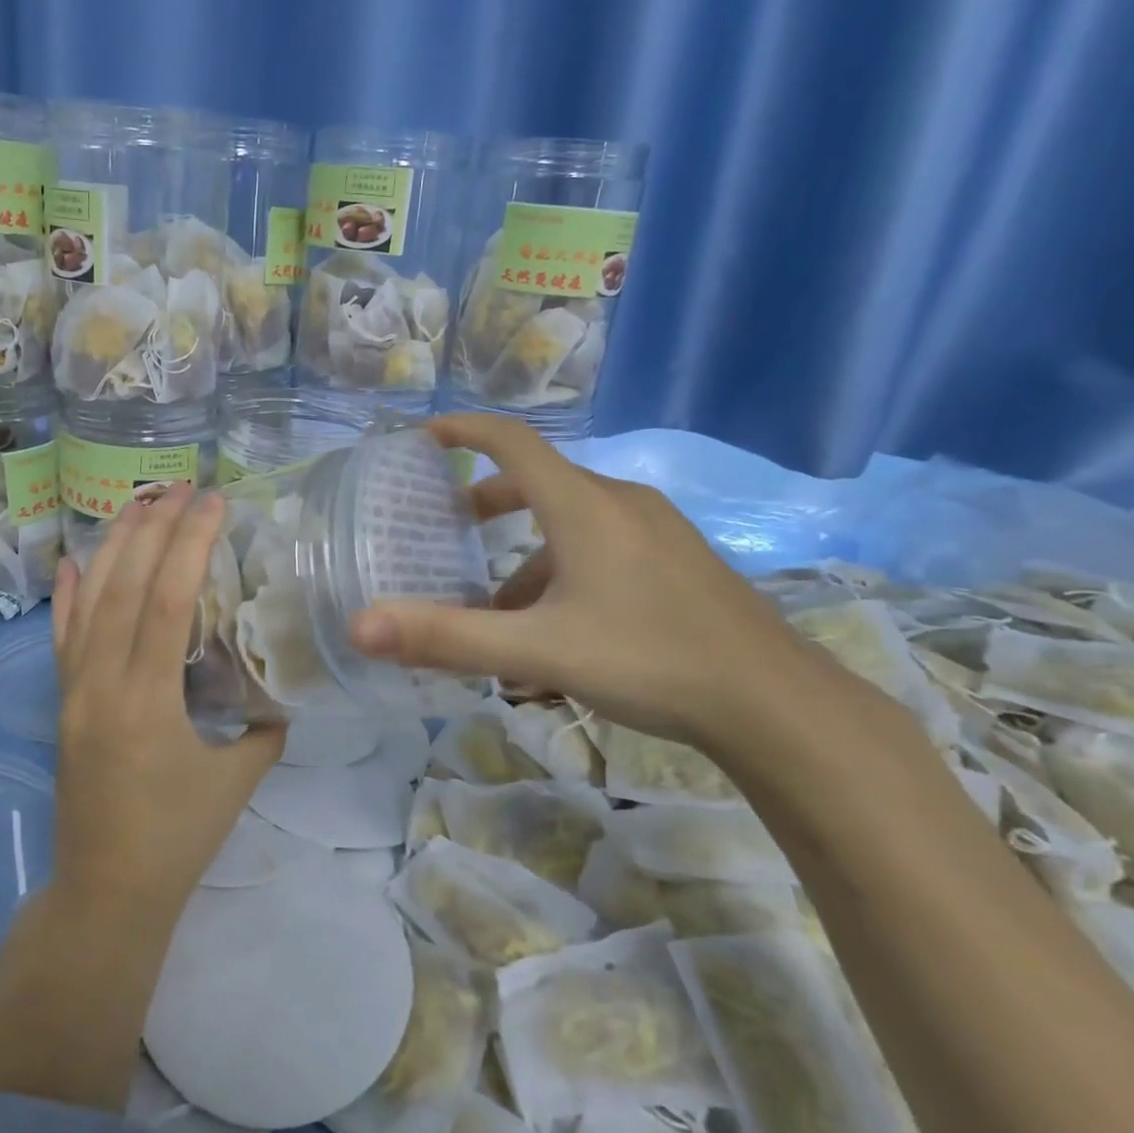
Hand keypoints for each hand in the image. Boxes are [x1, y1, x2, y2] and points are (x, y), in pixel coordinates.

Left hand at [51, 484, 284, 918]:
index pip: (165, 600)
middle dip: (153, 529)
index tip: (212, 503)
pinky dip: (68, 594)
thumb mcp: (236, 782)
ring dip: (114, 546)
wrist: (105, 893)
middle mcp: (101, 683)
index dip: (189, 545)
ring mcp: (73, 690)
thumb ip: (264, 730)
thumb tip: (280, 693)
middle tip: (180, 487)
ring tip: (139, 503)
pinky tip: (75, 559)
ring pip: (89, 601)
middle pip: (124, 585)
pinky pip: (61, 637)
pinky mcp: (62, 702)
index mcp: (146, 700)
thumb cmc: (176, 840)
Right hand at [348, 413, 835, 748]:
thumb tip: (360, 627)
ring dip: (524, 553)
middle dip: (486, 502)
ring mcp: (654, 530)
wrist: (773, 702)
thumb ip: (447, 638)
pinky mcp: (676, 560)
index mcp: (582, 506)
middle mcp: (618, 503)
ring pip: (570, 523)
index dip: (462, 430)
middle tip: (448, 529)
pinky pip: (601, 547)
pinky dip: (562, 571)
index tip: (422, 438)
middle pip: (538, 482)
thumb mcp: (538, 649)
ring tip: (495, 609)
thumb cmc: (649, 659)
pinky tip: (558, 630)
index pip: (511, 441)